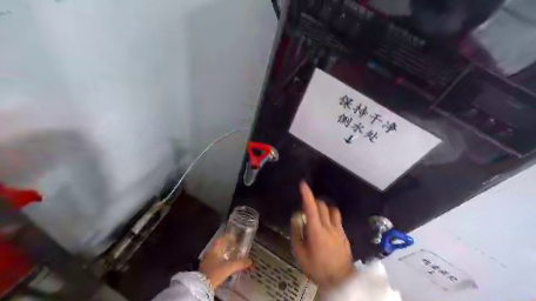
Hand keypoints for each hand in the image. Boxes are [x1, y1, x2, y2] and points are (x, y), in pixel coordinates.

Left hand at [198, 237, 253, 288]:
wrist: (202, 286)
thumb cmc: (215, 272)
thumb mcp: (229, 267)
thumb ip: (240, 263)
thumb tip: (250, 260)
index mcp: (214, 249)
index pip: (221, 239)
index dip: (228, 237)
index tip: (234, 238)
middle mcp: (209, 253)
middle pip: (219, 246)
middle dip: (227, 246)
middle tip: (235, 247)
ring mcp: (207, 261)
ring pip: (217, 255)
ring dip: (224, 254)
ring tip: (232, 257)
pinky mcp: (206, 269)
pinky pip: (215, 262)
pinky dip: (221, 262)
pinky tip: (226, 266)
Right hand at [292, 182, 354, 290]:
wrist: (340, 280)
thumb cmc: (317, 268)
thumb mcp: (300, 254)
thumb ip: (297, 234)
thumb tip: (296, 219)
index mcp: (316, 231)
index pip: (311, 208)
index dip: (307, 195)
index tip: (302, 184)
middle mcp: (329, 227)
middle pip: (322, 205)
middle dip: (314, 201)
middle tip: (306, 205)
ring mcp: (339, 230)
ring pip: (332, 210)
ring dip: (324, 207)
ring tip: (318, 212)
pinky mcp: (344, 234)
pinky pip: (337, 218)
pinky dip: (330, 215)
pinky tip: (327, 224)